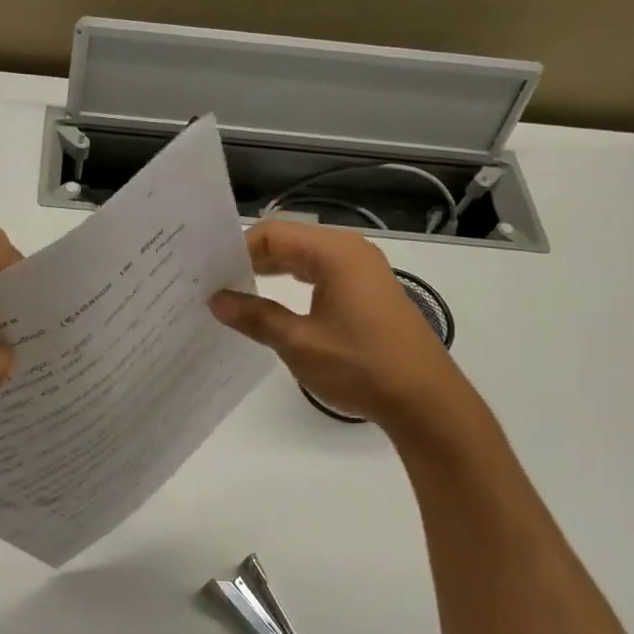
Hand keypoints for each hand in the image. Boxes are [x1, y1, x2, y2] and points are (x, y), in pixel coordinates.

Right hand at [209, 220, 473, 429]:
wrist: (424, 399)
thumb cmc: (360, 366)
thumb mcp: (298, 343)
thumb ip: (255, 316)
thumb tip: (216, 300)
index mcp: (334, 253)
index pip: (272, 234)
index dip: (237, 250)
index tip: (209, 275)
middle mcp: (350, 252)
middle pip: (288, 242)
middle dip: (250, 260)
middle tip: (214, 284)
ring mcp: (363, 271)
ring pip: (304, 259)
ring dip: (270, 274)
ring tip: (236, 295)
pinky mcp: (368, 292)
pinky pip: (321, 275)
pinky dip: (293, 285)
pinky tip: (273, 307)